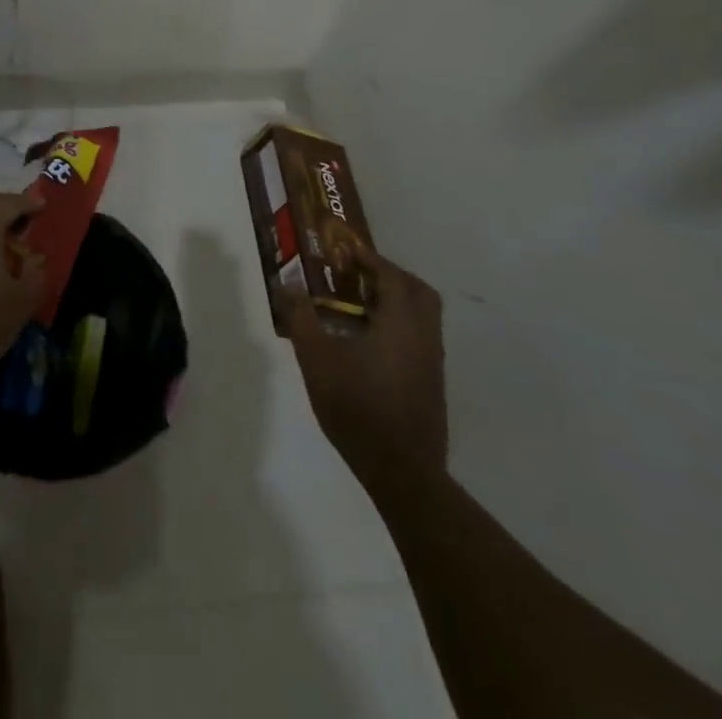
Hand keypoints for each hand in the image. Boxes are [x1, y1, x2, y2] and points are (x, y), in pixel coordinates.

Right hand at [280, 245, 447, 491]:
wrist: (401, 471)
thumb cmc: (356, 406)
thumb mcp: (316, 358)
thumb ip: (302, 317)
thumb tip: (288, 284)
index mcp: (401, 322)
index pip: (391, 275)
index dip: (369, 259)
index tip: (345, 251)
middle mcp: (424, 335)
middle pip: (417, 291)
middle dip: (390, 275)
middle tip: (358, 274)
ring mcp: (433, 362)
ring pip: (423, 316)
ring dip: (397, 301)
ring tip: (359, 305)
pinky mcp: (432, 384)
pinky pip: (420, 337)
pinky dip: (400, 325)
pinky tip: (370, 342)